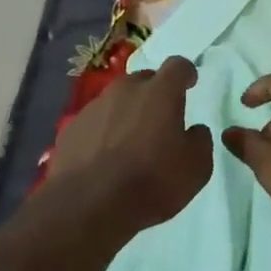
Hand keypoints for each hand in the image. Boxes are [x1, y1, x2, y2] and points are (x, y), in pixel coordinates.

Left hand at [49, 55, 213, 232]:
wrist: (90, 204)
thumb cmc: (152, 182)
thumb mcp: (196, 168)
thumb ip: (199, 141)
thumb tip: (193, 130)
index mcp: (160, 93)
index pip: (177, 67)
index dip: (186, 73)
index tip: (190, 83)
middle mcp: (124, 90)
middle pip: (143, 80)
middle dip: (154, 93)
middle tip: (160, 118)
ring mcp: (93, 107)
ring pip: (116, 101)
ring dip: (126, 113)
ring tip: (129, 142)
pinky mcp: (71, 128)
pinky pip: (94, 123)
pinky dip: (102, 132)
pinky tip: (104, 158)